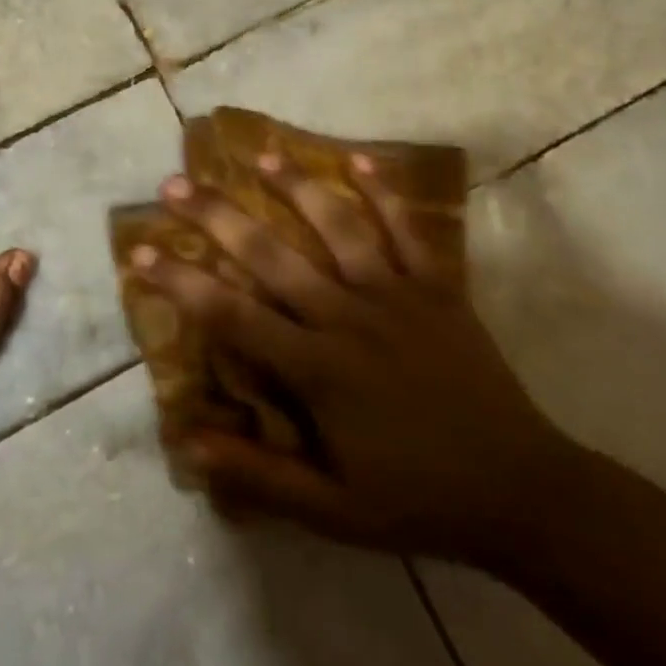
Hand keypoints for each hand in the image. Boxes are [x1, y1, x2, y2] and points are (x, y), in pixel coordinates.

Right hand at [130, 152, 570, 567]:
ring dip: (294, 187)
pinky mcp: (438, 290)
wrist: (524, 494)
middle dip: (217, 217)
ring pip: (337, 228)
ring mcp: (396, 296)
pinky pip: (409, 231)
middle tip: (175, 185)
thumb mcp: (332, 511)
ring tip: (260, 154)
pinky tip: (359, 160)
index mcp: (317, 369)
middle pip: (271, 256)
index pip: (232, 315)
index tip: (141, 252)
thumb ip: (258, 476)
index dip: (181, 282)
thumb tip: (186, 444)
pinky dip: (385, 193)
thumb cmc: (418, 500)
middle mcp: (348, 318)